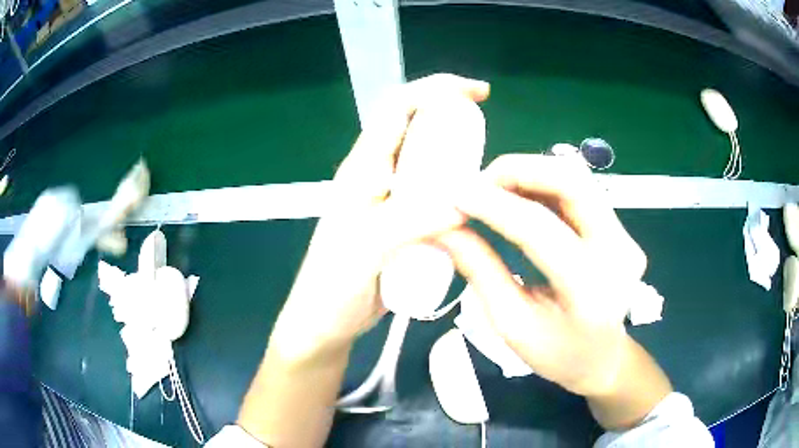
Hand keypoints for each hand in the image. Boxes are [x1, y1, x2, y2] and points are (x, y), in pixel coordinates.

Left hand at [268, 74, 490, 360]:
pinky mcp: (402, 223)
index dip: (437, 89)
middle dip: (455, 124)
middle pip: (419, 131)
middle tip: (487, 145)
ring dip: (459, 161)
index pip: (398, 109)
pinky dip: (457, 193)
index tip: (478, 93)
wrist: (325, 322)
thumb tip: (464, 203)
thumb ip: (409, 223)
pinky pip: (435, 196)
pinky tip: (472, 207)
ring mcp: (391, 200)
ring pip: (430, 164)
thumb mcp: (365, 250)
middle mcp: (378, 175)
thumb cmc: (333, 285)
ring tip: (485, 179)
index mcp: (363, 168)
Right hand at [436, 153, 648, 396]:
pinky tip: (518, 198)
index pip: (539, 229)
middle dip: (516, 171)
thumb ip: (479, 270)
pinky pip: (578, 191)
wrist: (604, 359)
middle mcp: (618, 253)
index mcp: (591, 292)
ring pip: (575, 178)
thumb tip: (444, 227)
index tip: (454, 195)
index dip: (493, 204)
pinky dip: (541, 186)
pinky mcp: (621, 229)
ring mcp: (626, 236)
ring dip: (527, 174)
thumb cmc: (558, 355)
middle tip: (475, 185)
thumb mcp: (511, 325)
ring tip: (491, 191)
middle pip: (570, 181)